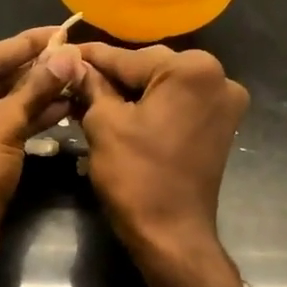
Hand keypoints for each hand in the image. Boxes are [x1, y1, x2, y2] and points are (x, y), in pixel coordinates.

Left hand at [0, 27, 84, 280]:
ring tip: (71, 85)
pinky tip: (53, 113)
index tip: (59, 31)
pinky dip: (13, 124)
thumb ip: (37, 87)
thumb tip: (69, 56)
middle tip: (70, 59)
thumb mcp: (6, 124)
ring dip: (27, 100)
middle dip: (30, 74)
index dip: (27, 45)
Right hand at [75, 43, 248, 262]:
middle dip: (112, 76)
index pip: (128, 58)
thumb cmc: (136, 177)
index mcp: (192, 69)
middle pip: (149, 68)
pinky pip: (177, 105)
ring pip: (163, 86)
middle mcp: (218, 77)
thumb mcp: (104, 124)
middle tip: (72, 81)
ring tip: (89, 98)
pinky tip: (119, 113)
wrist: (172, 235)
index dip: (91, 58)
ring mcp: (224, 103)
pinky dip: (151, 107)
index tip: (63, 52)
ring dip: (129, 92)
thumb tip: (72, 63)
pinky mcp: (220, 126)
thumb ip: (91, 85)